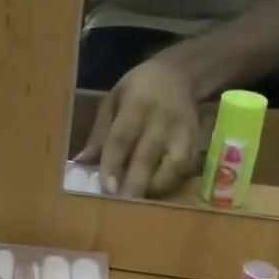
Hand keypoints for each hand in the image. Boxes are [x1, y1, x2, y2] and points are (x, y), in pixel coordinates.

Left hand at [76, 55, 200, 197]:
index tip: (107, 188)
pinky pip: (185, 169)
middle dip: (134, 183)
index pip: (122, 138)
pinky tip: (155, 190)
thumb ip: (99, 133)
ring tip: (138, 200)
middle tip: (121, 204)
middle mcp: (162, 120)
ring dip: (155, 186)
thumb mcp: (112, 101)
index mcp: (136, 105)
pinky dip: (171, 182)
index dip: (113, 164)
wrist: (178, 74)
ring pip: (172, 166)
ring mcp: (183, 132)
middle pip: (147, 156)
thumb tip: (81, 162)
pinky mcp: (196, 142)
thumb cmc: (137, 89)